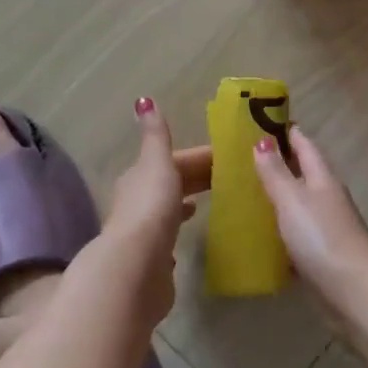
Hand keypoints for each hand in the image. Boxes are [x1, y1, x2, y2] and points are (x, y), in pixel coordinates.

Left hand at [71, 99, 210, 333]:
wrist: (135, 268)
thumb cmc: (151, 209)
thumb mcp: (157, 162)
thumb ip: (156, 135)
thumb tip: (143, 99)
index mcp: (141, 177)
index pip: (176, 160)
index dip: (201, 156)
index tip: (231, 157)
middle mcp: (138, 202)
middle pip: (172, 183)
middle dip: (198, 178)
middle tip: (232, 178)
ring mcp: (144, 233)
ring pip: (169, 210)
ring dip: (187, 203)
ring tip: (214, 203)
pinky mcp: (153, 261)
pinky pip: (170, 239)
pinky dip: (180, 232)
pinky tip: (192, 235)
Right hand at [251, 125, 367, 322]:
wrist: (353, 291)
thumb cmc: (321, 237)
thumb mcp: (292, 199)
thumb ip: (276, 172)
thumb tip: (262, 140)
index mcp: (323, 178)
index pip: (305, 145)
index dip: (287, 132)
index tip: (264, 121)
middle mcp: (329, 197)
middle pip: (305, 172)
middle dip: (281, 162)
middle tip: (248, 157)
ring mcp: (329, 226)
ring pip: (302, 203)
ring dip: (281, 196)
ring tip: (250, 193)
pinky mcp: (325, 253)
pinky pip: (300, 232)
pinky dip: (284, 227)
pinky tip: (264, 235)